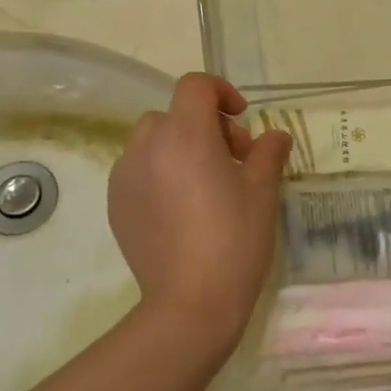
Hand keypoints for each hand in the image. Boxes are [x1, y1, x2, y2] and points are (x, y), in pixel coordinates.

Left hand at [108, 73, 290, 345]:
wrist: (190, 304)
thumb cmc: (234, 241)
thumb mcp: (262, 192)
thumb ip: (268, 153)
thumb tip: (274, 136)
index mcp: (186, 135)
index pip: (196, 86)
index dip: (221, 92)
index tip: (242, 119)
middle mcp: (148, 146)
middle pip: (173, 114)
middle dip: (204, 126)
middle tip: (233, 160)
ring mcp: (125, 176)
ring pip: (151, 142)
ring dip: (179, 148)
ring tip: (204, 184)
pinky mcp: (115, 204)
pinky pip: (137, 171)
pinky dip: (158, 173)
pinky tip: (180, 209)